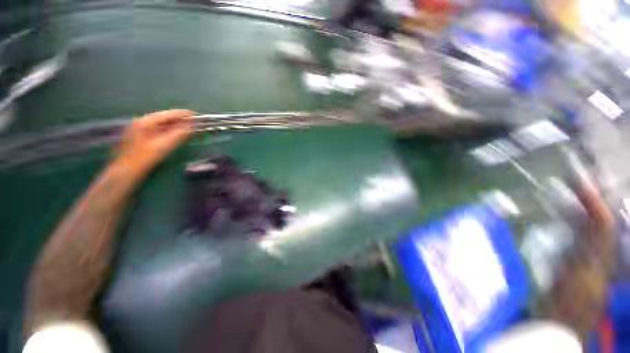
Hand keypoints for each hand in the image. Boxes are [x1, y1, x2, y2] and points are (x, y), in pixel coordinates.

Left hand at [116, 109, 192, 175]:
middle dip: (183, 120)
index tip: (200, 117)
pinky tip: (180, 134)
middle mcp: (144, 121)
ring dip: (179, 126)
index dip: (186, 115)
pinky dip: (172, 131)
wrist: (128, 170)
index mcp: (147, 121)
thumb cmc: (145, 157)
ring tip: (192, 129)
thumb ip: (180, 134)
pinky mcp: (144, 135)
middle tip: (198, 125)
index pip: (171, 113)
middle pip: (168, 117)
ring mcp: (143, 127)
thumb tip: (194, 126)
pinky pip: (162, 129)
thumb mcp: (164, 145)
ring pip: (165, 123)